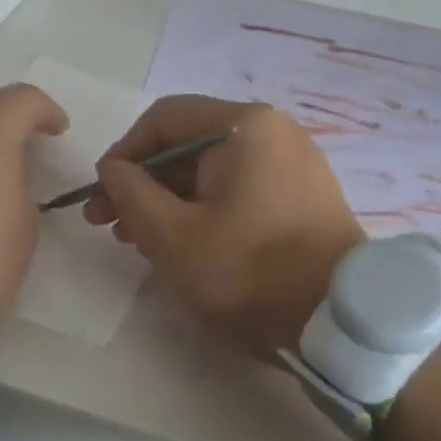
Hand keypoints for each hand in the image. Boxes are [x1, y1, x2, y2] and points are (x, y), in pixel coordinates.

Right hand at [84, 95, 363, 355]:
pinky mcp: (303, 195)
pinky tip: (184, 243)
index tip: (101, 194)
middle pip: (189, 144)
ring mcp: (294, 163)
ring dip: (170, 199)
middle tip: (109, 224)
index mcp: (244, 126)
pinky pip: (240, 189)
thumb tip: (114, 170)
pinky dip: (205, 209)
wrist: (339, 321)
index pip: (164, 119)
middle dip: (144, 182)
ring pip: (213, 171)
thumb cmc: (249, 271)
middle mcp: (273, 131)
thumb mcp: (173, 236)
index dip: (124, 153)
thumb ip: (131, 194)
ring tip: (139, 240)